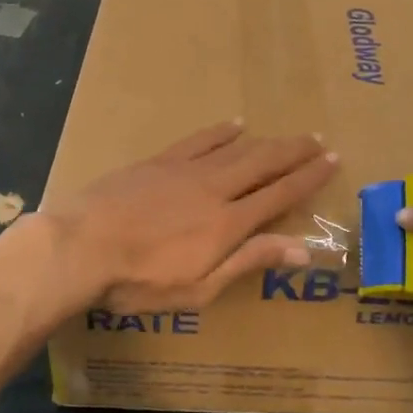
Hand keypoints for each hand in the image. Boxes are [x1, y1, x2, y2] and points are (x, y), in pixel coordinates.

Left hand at [43, 121, 338, 312]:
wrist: (80, 246)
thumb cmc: (139, 281)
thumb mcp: (200, 287)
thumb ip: (249, 261)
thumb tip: (301, 249)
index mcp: (228, 223)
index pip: (280, 195)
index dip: (309, 178)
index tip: (332, 160)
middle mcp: (214, 188)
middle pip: (264, 163)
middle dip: (295, 152)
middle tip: (318, 139)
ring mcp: (185, 170)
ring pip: (236, 148)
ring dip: (266, 140)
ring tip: (287, 135)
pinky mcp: (158, 162)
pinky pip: (198, 140)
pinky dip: (220, 132)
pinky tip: (234, 124)